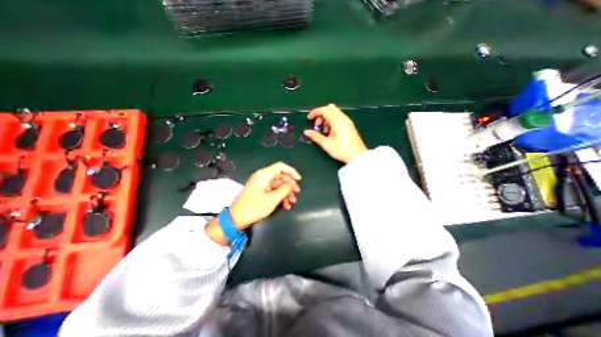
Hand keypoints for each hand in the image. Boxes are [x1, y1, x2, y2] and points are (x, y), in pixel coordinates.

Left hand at [228, 160, 300, 229]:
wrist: (236, 218)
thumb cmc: (254, 207)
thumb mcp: (272, 199)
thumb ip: (285, 189)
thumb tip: (292, 184)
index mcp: (264, 175)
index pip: (281, 167)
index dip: (291, 171)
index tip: (299, 179)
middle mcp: (262, 177)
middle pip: (280, 176)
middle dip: (289, 186)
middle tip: (296, 194)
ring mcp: (261, 184)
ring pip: (278, 185)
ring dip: (285, 193)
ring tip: (291, 203)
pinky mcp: (260, 191)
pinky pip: (272, 190)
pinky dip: (279, 196)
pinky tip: (285, 205)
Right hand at [303, 104, 369, 163]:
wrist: (357, 156)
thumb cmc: (342, 150)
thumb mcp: (326, 144)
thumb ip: (315, 136)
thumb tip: (306, 132)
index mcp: (337, 120)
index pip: (324, 110)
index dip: (315, 113)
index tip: (309, 119)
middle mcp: (343, 118)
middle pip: (329, 109)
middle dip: (321, 115)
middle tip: (317, 126)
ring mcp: (347, 121)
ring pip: (334, 113)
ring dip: (326, 119)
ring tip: (324, 132)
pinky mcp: (349, 126)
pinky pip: (339, 118)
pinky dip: (332, 122)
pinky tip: (331, 133)